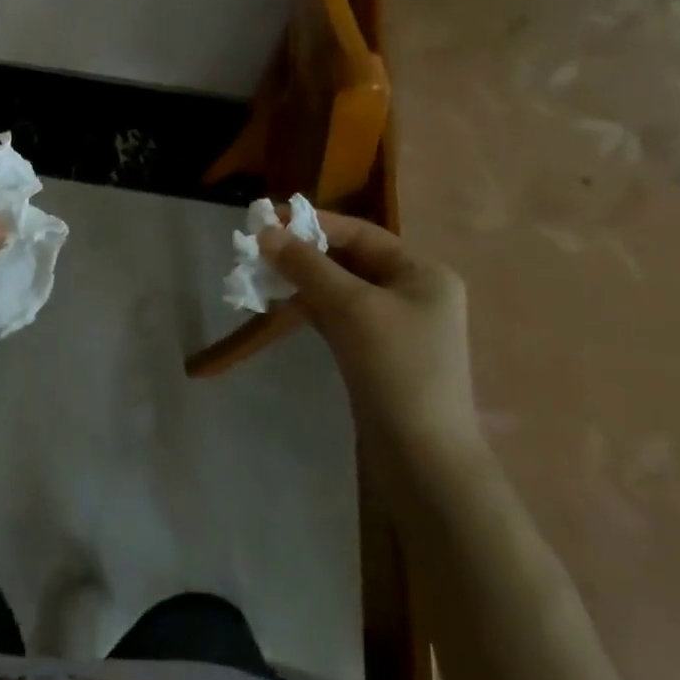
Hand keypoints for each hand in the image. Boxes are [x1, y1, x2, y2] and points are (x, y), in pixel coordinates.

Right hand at [259, 213, 481, 481]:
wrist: (422, 460)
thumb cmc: (395, 368)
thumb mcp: (351, 308)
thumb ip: (308, 266)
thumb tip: (266, 231)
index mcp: (422, 272)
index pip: (359, 233)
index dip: (312, 223)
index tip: (266, 218)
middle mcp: (412, 292)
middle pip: (348, 259)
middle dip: (302, 254)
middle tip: (256, 250)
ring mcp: (395, 325)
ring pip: (339, 289)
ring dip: (301, 282)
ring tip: (259, 277)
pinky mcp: (376, 353)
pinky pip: (338, 316)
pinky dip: (309, 308)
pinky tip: (280, 306)